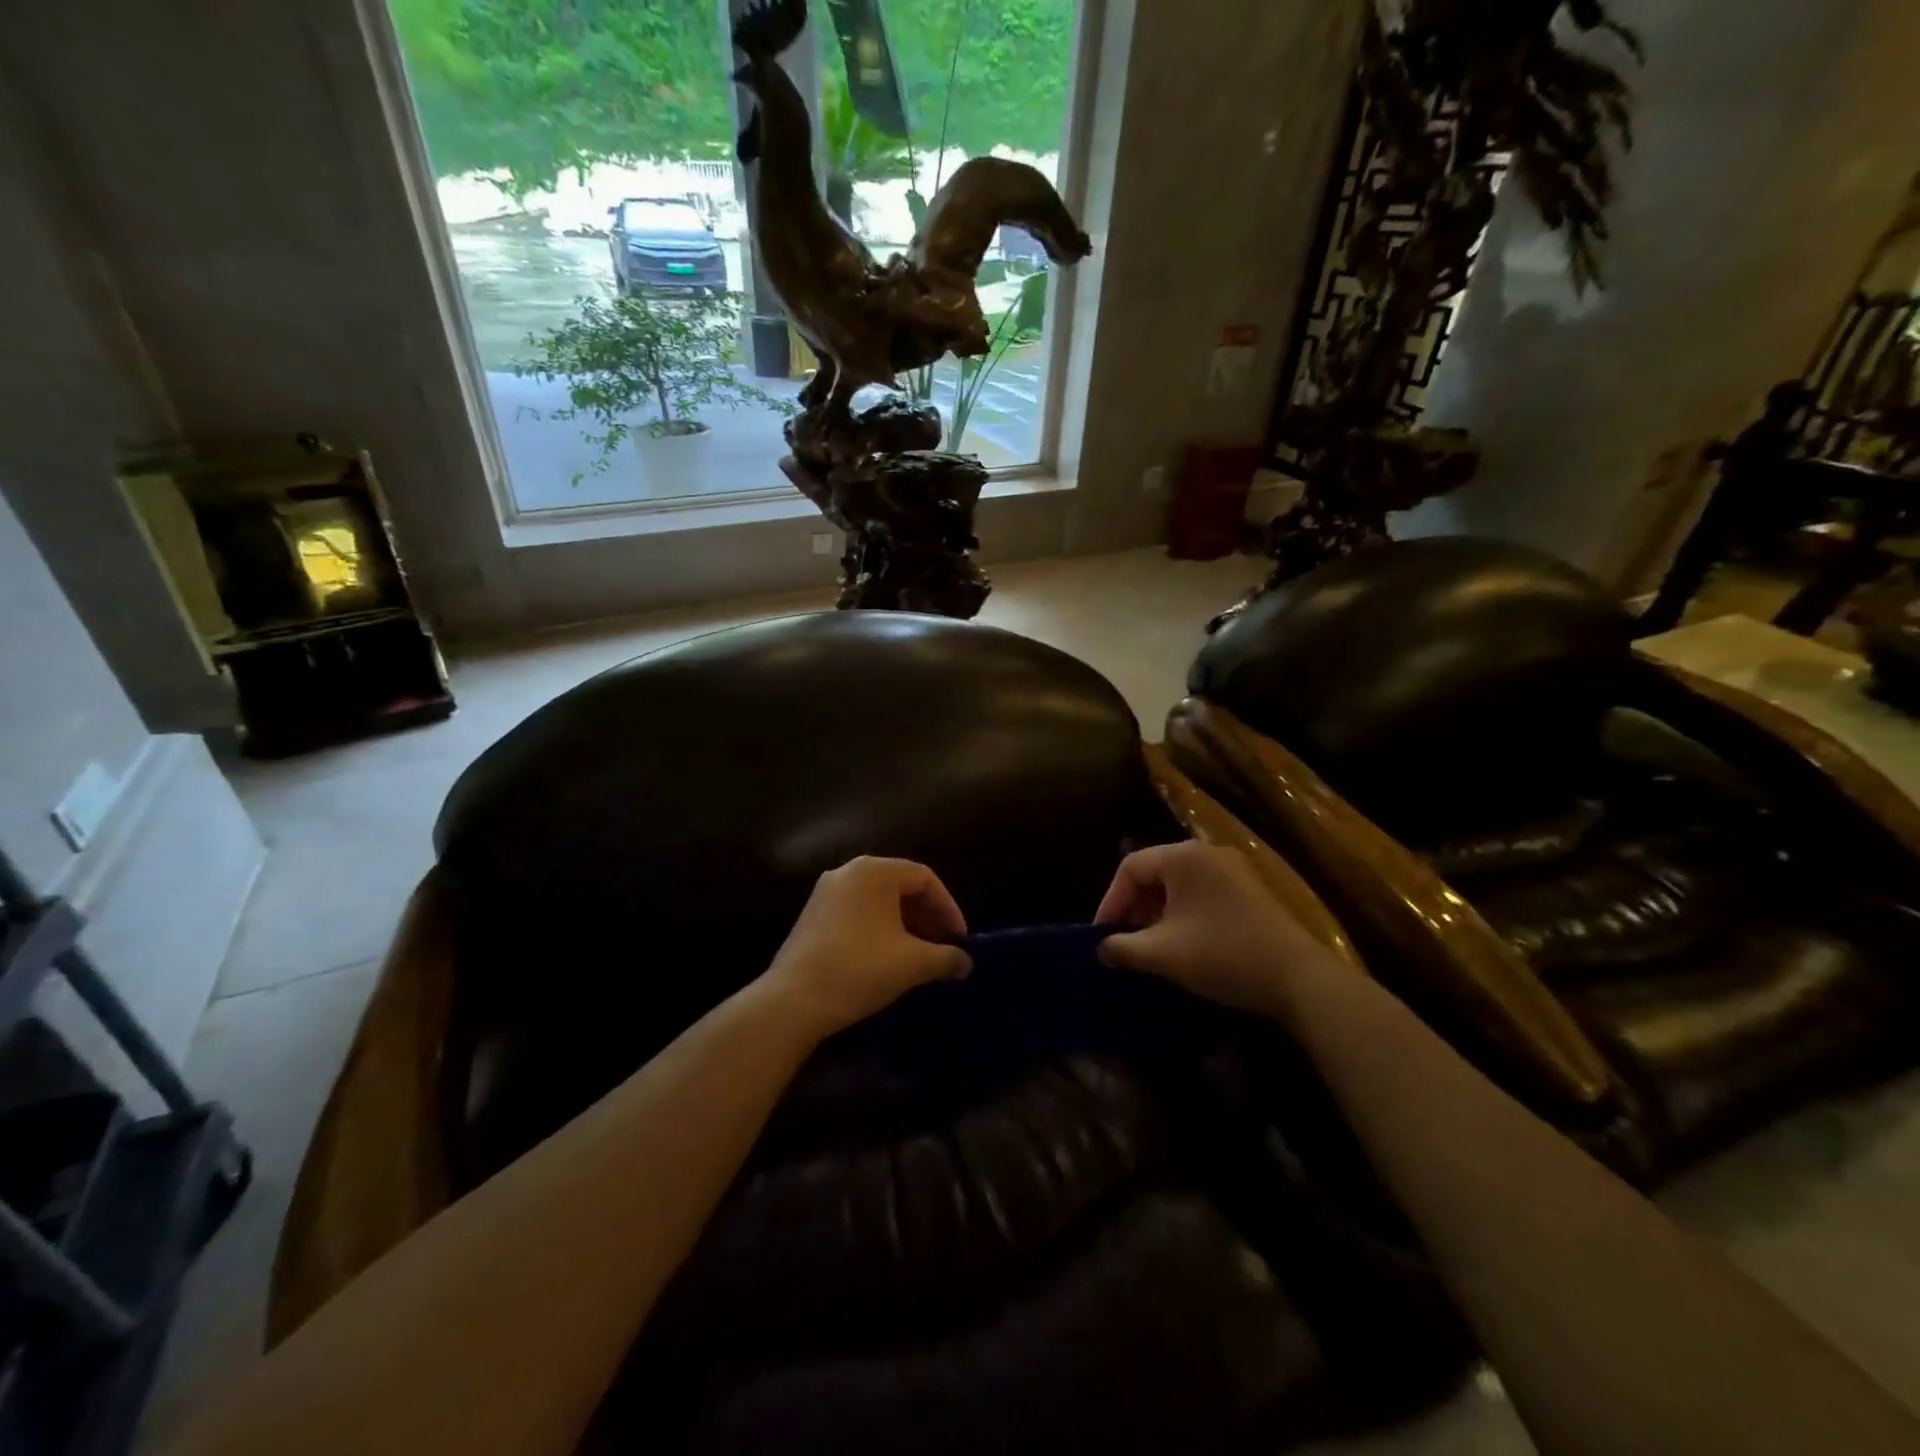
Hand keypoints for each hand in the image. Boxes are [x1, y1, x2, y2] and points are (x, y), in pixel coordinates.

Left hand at [761, 857, 971, 1038]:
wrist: (794, 1000)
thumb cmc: (860, 969)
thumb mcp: (913, 963)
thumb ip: (946, 957)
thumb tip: (965, 962)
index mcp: (875, 871)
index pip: (925, 878)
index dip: (948, 908)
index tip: (959, 940)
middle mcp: (848, 871)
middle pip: (900, 886)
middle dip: (926, 917)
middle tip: (942, 947)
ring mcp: (826, 892)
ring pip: (878, 901)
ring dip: (904, 925)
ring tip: (918, 956)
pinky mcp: (812, 915)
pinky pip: (857, 912)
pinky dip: (879, 929)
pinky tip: (886, 959)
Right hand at [1095, 842, 1332, 1018]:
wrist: (1298, 978)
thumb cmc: (1222, 955)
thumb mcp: (1163, 954)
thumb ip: (1123, 948)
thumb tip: (1101, 949)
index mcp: (1183, 857)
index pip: (1130, 867)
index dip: (1110, 901)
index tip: (1102, 934)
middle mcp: (1207, 852)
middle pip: (1155, 871)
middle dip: (1134, 906)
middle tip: (1123, 939)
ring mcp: (1233, 869)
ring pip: (1179, 883)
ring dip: (1157, 911)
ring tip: (1149, 944)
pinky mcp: (1250, 889)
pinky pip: (1202, 891)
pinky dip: (1183, 912)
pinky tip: (1182, 942)